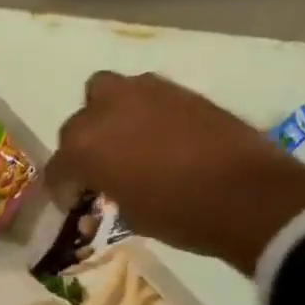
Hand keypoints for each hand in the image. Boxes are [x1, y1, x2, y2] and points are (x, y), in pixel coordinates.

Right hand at [46, 72, 304, 274]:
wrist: (246, 195)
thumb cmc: (178, 215)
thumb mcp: (130, 215)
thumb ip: (109, 193)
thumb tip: (110, 189)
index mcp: (84, 148)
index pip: (58, 169)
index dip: (63, 189)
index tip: (75, 203)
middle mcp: (105, 111)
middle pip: (76, 125)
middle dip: (82, 148)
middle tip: (99, 172)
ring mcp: (143, 94)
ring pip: (106, 93)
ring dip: (108, 116)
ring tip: (125, 143)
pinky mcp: (177, 90)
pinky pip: (144, 96)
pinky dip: (141, 113)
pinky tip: (157, 138)